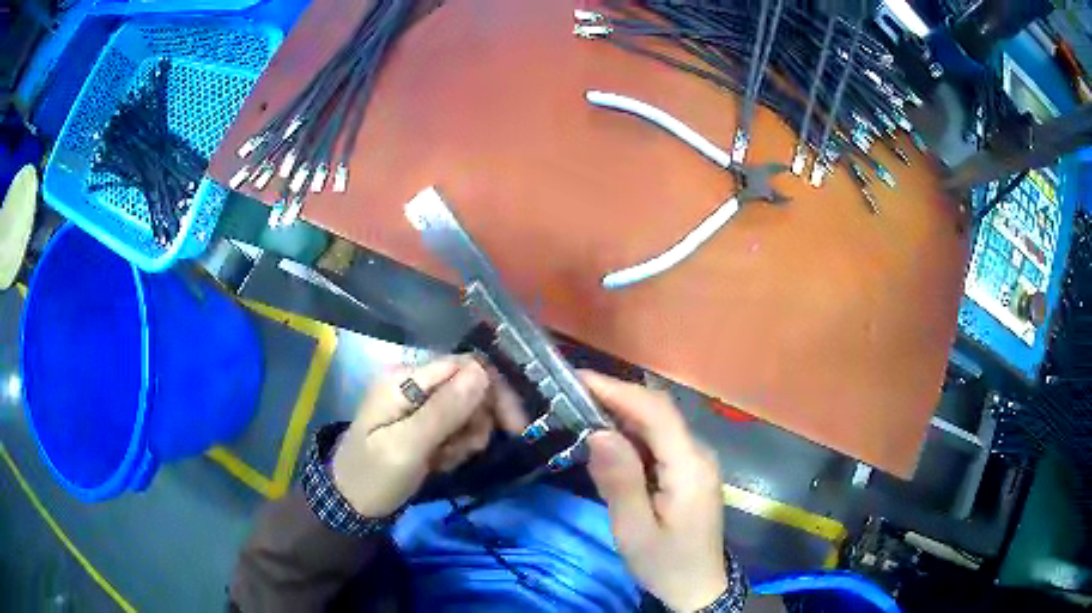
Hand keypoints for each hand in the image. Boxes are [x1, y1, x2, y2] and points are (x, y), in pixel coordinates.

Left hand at [332, 355, 525, 517]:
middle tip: (469, 451)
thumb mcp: (406, 447)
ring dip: (467, 436)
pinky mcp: (422, 422)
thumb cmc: (375, 476)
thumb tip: (482, 371)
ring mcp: (416, 402)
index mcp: (404, 378)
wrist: (352, 505)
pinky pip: (456, 425)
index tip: (513, 427)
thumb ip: (443, 410)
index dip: (493, 391)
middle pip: (469, 385)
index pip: (464, 365)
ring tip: (446, 460)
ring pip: (467, 408)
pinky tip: (441, 462)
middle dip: (478, 419)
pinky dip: (457, 445)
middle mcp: (412, 382)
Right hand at [582, 371, 727, 611]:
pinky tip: (607, 441)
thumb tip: (598, 432)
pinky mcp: (690, 470)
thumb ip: (619, 481)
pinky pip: (660, 441)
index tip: (578, 380)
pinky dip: (632, 434)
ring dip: (622, 413)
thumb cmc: (665, 564)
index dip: (618, 390)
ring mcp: (697, 460)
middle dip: (616, 397)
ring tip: (580, 410)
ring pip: (659, 423)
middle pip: (659, 411)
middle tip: (571, 394)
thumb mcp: (634, 531)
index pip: (657, 412)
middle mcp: (699, 453)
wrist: (698, 587)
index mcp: (690, 466)